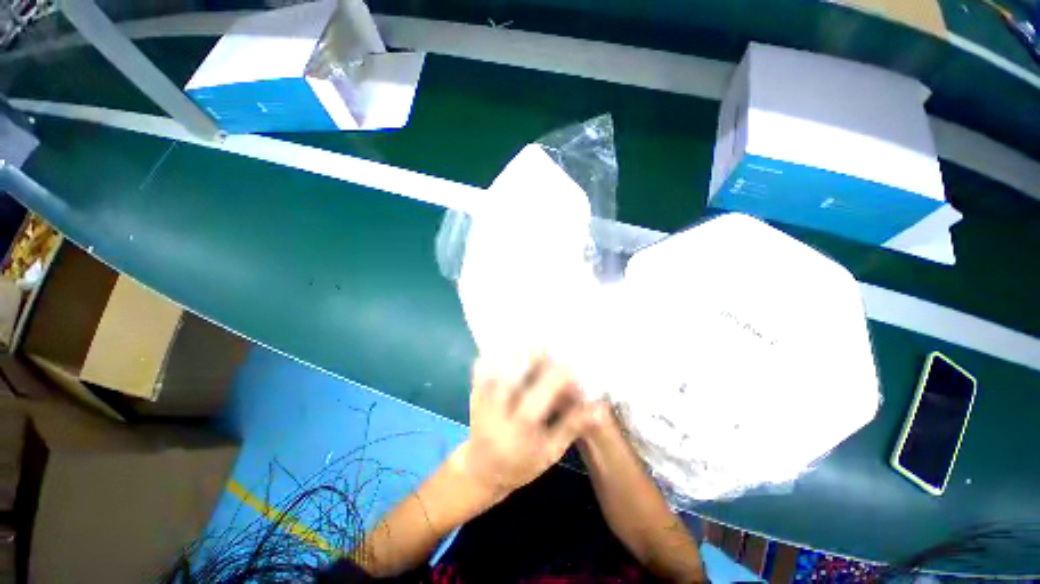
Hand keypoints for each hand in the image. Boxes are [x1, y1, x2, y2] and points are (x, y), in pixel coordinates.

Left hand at [454, 353, 598, 499]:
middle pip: (512, 373)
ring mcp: (481, 399)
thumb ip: (572, 427)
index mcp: (519, 429)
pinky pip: (482, 366)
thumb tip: (599, 409)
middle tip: (551, 348)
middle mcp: (498, 411)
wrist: (480, 471)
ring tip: (534, 346)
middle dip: (534, 355)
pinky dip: (498, 354)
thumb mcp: (550, 453)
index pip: (540, 396)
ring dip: (517, 352)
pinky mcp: (473, 392)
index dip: (559, 377)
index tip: (574, 368)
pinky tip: (513, 351)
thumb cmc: (520, 464)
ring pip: (496, 365)